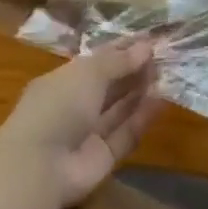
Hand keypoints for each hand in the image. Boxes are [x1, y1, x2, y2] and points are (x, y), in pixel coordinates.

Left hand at [0, 40, 160, 208]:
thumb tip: (146, 47)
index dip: (122, 49)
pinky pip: (125, 134)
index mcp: (63, 81)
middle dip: (133, 70)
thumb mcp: (89, 72)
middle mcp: (75, 106)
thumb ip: (119, 61)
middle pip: (109, 85)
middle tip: (163, 56)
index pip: (97, 61)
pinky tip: (162, 100)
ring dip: (140, 92)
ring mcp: (88, 134)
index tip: (150, 40)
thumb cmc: (59, 105)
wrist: (40, 168)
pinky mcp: (102, 159)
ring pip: (119, 109)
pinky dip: (142, 118)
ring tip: (167, 73)